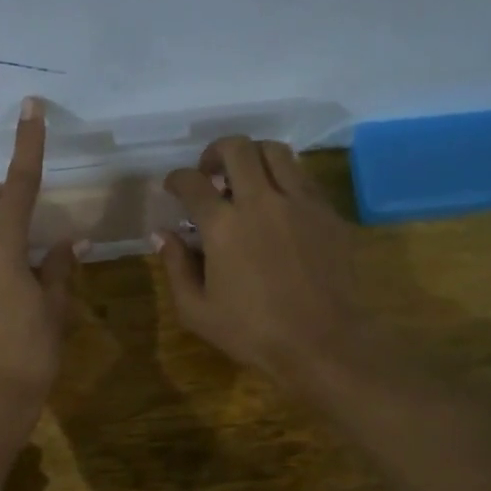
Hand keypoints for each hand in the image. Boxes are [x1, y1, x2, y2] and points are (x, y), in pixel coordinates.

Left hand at [0, 98, 76, 426]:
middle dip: (18, 206)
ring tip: (32, 266)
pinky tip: (11, 288)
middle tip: (43, 224)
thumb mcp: (53, 311)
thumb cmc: (27, 357)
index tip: (31, 108)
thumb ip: (58, 270)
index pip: (19, 186)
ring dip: (6, 238)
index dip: (28, 145)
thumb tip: (67, 243)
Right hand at [159, 136, 364, 387]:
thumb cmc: (252, 332)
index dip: (177, 179)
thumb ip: (176, 266)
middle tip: (210, 172)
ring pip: (275, 152)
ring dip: (253, 156)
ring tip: (246, 178)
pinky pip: (303, 177)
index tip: (174, 187)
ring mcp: (300, 203)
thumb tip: (162, 234)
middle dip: (215, 152)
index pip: (193, 183)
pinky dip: (283, 178)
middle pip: (237, 148)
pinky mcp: (328, 213)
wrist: (322, 341)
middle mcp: (262, 201)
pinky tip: (278, 203)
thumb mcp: (197, 310)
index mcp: (223, 225)